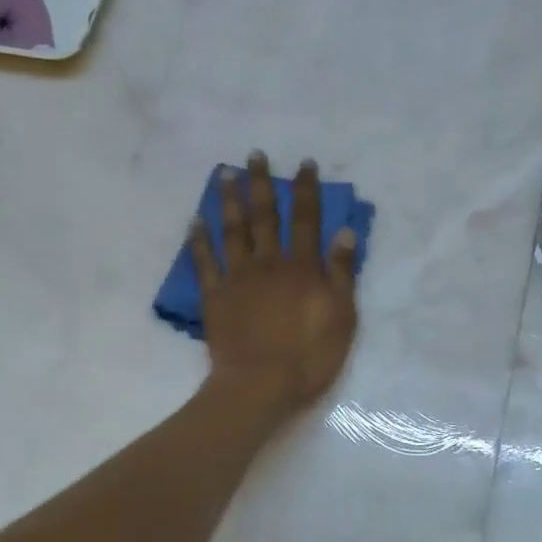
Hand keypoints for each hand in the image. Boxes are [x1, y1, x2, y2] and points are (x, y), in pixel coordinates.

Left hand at [191, 152, 358, 419]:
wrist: (260, 386)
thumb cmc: (309, 356)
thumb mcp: (342, 316)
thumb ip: (342, 273)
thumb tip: (345, 232)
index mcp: (302, 267)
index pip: (306, 219)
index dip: (306, 189)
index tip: (304, 163)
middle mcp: (268, 263)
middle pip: (265, 216)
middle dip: (261, 184)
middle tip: (253, 155)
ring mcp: (237, 278)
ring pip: (233, 231)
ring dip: (230, 201)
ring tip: (225, 174)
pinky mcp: (215, 297)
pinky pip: (205, 262)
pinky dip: (199, 240)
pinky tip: (196, 221)